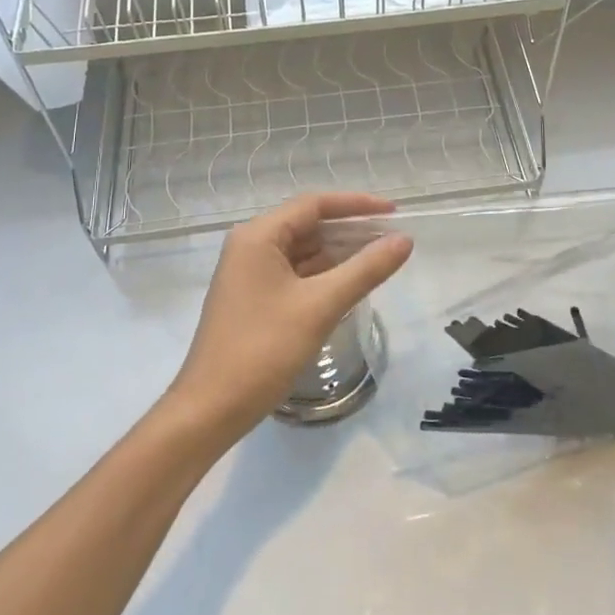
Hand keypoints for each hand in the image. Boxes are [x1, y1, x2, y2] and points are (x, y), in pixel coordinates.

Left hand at [166, 193, 413, 440]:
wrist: (210, 409)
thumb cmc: (263, 349)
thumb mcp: (320, 306)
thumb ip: (365, 269)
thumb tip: (404, 240)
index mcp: (258, 236)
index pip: (314, 204)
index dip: (357, 204)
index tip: (395, 212)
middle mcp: (250, 246)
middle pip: (308, 225)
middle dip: (351, 230)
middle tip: (393, 239)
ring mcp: (250, 274)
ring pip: (303, 251)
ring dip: (339, 254)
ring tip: (380, 260)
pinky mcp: (253, 299)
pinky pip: (295, 274)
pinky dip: (324, 275)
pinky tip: (351, 285)